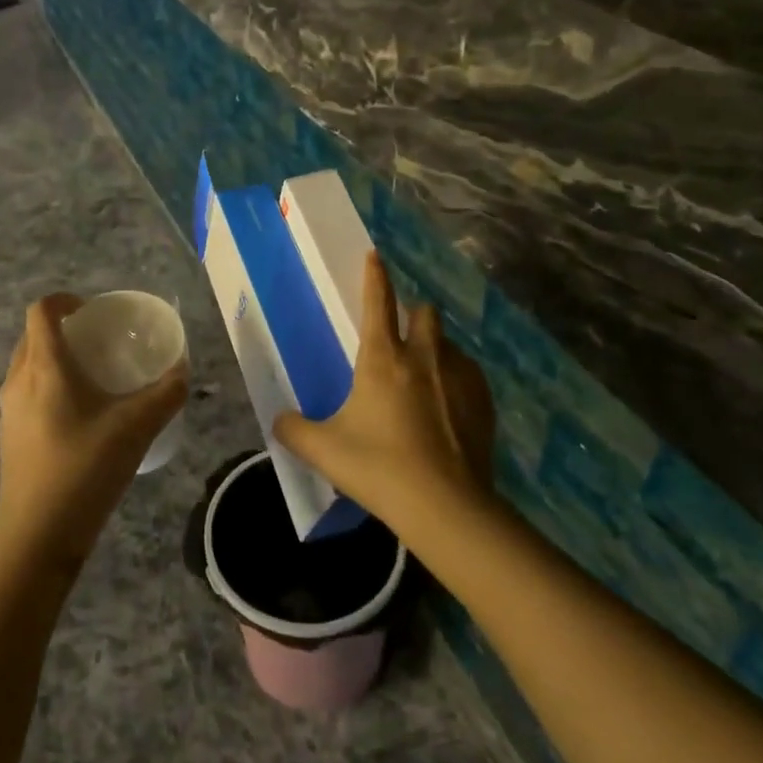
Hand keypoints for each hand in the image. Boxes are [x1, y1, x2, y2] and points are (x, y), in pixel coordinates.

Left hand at [0, 294, 188, 568]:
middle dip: (62, 329)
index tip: (93, 311)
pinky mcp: (8, 436)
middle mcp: (18, 381)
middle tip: (98, 341)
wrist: (38, 536)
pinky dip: (46, 386)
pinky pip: (25, 392)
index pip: (41, 311)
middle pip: (32, 336)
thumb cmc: (85, 470)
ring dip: (53, 358)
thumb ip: (165, 394)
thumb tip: (183, 370)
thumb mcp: (136, 428)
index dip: (64, 300)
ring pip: (26, 365)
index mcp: (45, 368)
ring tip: (89, 377)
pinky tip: (76, 416)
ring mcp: (8, 410)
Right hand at [273, 253, 496, 538]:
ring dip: (437, 350)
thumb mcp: (324, 450)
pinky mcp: (484, 403)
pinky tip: (449, 408)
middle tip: (403, 337)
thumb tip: (278, 421)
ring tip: (425, 379)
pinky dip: (457, 380)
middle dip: (415, 315)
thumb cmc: (378, 468)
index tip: (375, 255)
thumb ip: (294, 430)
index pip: (377, 303)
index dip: (374, 276)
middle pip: (425, 313)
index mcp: (383, 359)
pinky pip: (470, 375)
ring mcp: (460, 378)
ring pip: (450, 345)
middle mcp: (424, 357)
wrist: (445, 506)